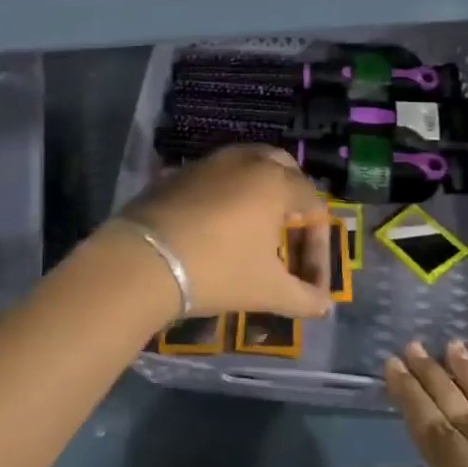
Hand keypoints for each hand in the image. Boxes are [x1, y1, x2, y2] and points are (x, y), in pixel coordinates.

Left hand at [115, 145, 332, 319]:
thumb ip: (304, 297)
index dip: (318, 247)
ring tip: (256, 229)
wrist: (144, 261)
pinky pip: (215, 176)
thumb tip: (323, 305)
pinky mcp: (177, 173)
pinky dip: (226, 194)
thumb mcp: (268, 290)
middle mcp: (246, 161)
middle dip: (294, 200)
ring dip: (259, 192)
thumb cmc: (218, 271)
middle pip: (283, 169)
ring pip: (247, 166)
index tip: (311, 284)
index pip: (314, 206)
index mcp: (276, 182)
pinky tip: (218, 226)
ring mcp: (208, 163)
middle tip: (290, 235)